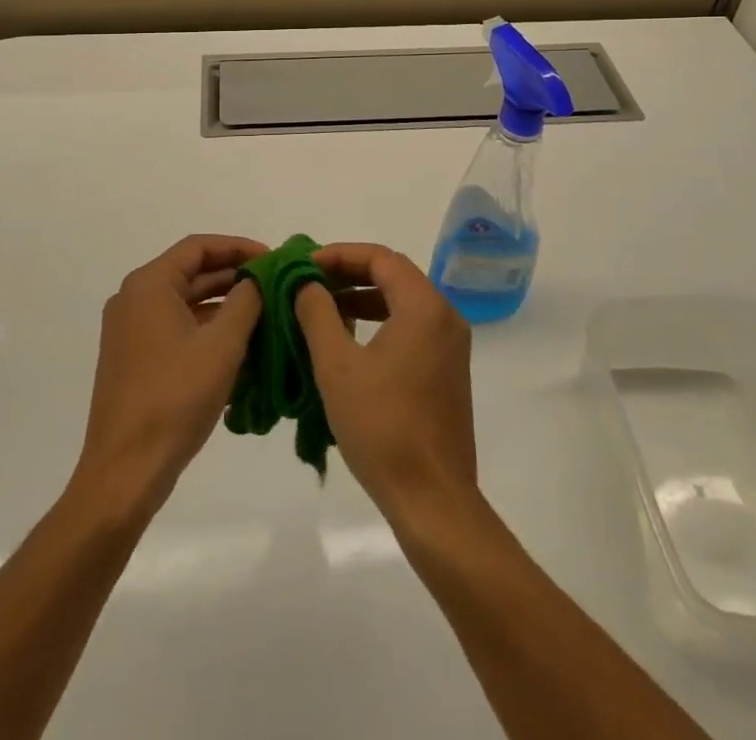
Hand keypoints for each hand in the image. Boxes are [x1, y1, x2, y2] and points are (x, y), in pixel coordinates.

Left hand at [72, 235, 265, 520]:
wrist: (125, 471)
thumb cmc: (175, 398)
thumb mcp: (222, 345)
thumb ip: (246, 300)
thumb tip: (258, 278)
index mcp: (148, 285)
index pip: (199, 247)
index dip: (238, 247)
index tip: (272, 258)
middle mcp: (133, 299)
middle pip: (190, 272)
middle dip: (234, 276)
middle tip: (274, 284)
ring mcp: (130, 331)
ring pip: (185, 303)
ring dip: (223, 305)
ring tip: (265, 313)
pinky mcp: (133, 359)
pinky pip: (176, 329)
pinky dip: (206, 329)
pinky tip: (239, 345)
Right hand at [294, 244, 476, 520]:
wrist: (432, 500)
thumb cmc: (382, 427)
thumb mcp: (337, 365)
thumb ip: (318, 313)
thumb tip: (306, 283)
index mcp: (424, 307)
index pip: (380, 257)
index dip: (339, 254)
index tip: (304, 264)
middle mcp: (445, 316)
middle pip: (393, 275)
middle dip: (349, 273)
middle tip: (309, 281)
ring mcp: (450, 344)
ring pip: (402, 301)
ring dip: (362, 297)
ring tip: (322, 306)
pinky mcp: (447, 370)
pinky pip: (411, 326)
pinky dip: (379, 320)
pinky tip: (349, 338)